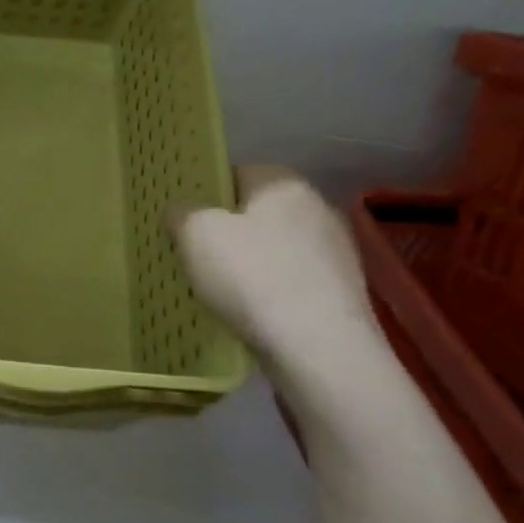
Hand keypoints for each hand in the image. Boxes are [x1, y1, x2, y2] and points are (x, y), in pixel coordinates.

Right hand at [169, 166, 377, 368]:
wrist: (318, 348)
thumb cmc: (251, 277)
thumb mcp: (195, 234)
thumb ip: (181, 212)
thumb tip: (182, 210)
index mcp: (283, 183)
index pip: (235, 174)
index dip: (204, 195)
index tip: (182, 222)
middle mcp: (317, 207)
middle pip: (256, 213)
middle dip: (227, 231)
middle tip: (194, 256)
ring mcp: (336, 251)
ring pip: (274, 248)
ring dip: (249, 263)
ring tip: (218, 290)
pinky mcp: (341, 291)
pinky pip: (291, 280)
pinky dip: (269, 291)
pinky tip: (250, 312)